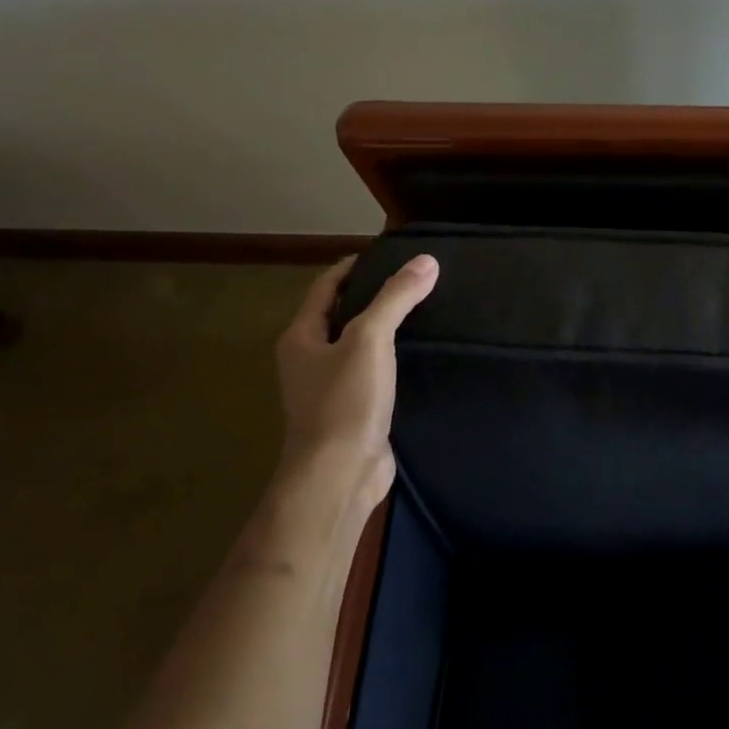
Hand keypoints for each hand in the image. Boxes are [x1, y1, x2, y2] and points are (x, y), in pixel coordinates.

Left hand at [274, 254, 438, 504]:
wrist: (340, 475)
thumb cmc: (345, 402)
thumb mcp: (369, 339)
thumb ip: (396, 298)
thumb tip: (427, 261)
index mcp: (301, 338)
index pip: (325, 288)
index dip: (353, 267)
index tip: (386, 253)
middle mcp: (310, 360)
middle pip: (340, 315)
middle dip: (371, 296)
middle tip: (413, 279)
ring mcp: (330, 389)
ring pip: (358, 346)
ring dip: (384, 329)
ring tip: (423, 310)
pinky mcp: (353, 412)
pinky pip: (373, 373)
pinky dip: (393, 359)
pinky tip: (420, 355)